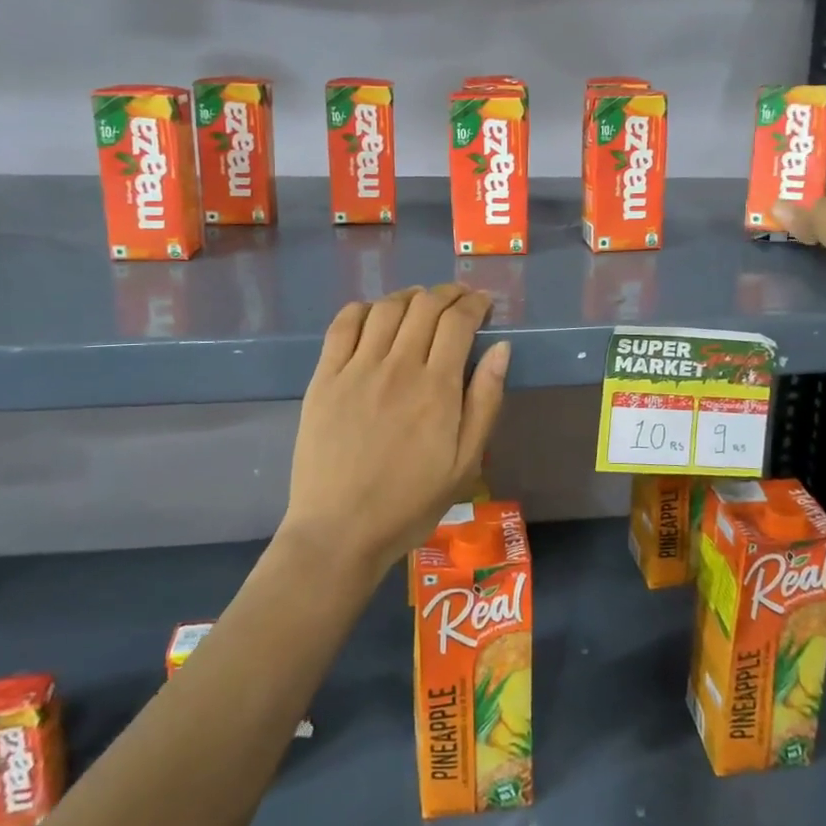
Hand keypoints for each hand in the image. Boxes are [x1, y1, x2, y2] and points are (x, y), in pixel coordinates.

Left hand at [283, 285, 510, 574]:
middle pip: (425, 306)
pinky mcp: (325, 377)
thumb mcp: (466, 462)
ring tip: (421, 301)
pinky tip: (374, 314)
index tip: (484, 303)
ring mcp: (357, 368)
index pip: (458, 322)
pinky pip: (343, 325)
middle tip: (459, 299)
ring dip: (409, 296)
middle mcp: (398, 366)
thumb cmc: (410, 503)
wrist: (340, 531)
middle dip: (448, 294)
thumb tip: (501, 348)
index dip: (475, 303)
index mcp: (437, 387)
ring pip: (386, 308)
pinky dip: (363, 308)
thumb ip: (486, 401)